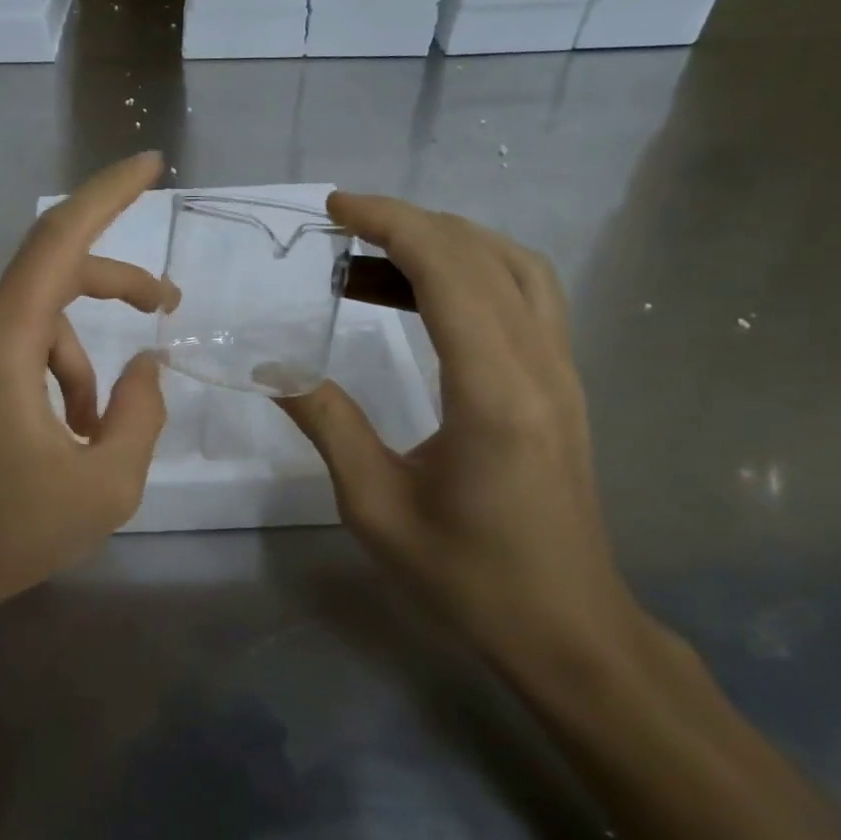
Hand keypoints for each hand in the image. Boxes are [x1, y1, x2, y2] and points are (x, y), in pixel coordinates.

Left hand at [0, 153, 171, 629]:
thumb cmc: (8, 534)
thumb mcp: (105, 484)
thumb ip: (140, 413)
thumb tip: (145, 367)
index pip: (59, 239)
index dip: (108, 193)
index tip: (149, 164)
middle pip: (50, 277)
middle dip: (114, 288)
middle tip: (165, 309)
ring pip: (29, 323)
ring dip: (75, 360)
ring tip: (95, 430)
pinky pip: (0, 348)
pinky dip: (41, 371)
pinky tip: (54, 430)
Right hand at [280, 193, 643, 676]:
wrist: (568, 631)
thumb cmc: (468, 578)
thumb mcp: (375, 506)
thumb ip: (327, 422)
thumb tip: (272, 367)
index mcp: (493, 391)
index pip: (448, 270)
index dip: (391, 223)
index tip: (336, 208)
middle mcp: (539, 364)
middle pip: (482, 254)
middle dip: (410, 222)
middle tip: (344, 226)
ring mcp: (560, 372)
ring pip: (514, 267)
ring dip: (447, 242)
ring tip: (375, 255)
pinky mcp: (561, 385)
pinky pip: (525, 297)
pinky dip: (473, 271)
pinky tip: (423, 295)